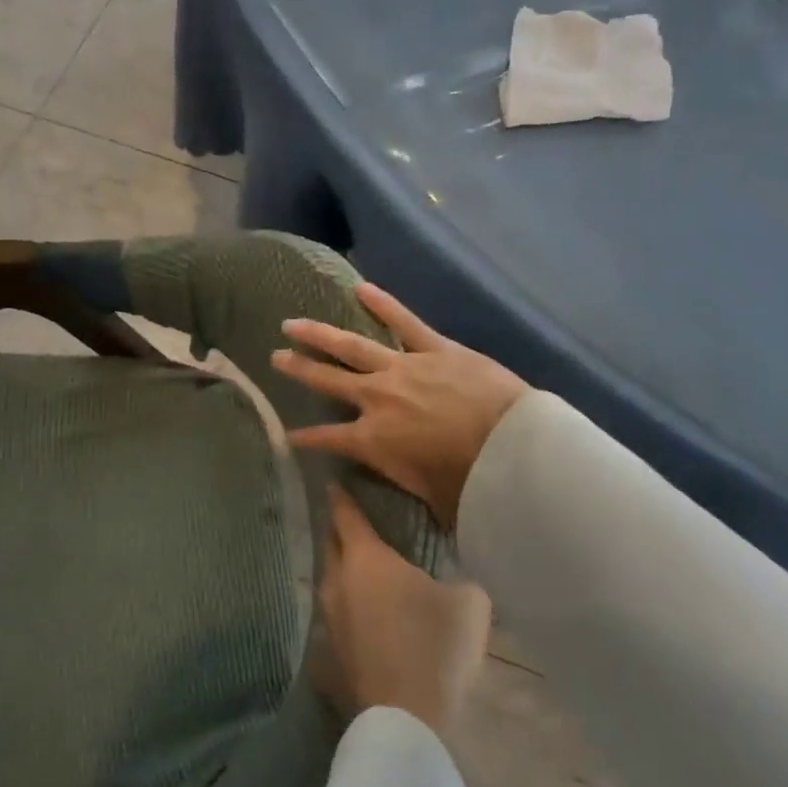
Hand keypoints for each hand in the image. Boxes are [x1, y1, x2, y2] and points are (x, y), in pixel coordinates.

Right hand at [271, 283, 528, 528]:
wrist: (512, 448)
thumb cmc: (470, 484)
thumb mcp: (426, 499)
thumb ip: (403, 486)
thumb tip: (396, 489)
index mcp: (373, 440)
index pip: (326, 439)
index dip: (304, 439)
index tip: (286, 435)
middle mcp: (377, 399)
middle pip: (328, 381)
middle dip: (299, 370)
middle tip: (275, 357)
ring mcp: (403, 368)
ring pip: (352, 346)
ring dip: (320, 335)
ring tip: (293, 323)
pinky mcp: (435, 348)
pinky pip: (404, 322)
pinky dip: (383, 304)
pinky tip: (360, 287)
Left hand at [317, 488, 490, 734]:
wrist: (408, 715)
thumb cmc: (436, 645)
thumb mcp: (469, 601)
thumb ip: (459, 576)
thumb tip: (455, 574)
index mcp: (367, 559)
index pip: (347, 516)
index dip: (341, 498)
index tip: (334, 483)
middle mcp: (339, 581)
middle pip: (331, 545)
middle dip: (338, 529)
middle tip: (350, 520)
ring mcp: (330, 619)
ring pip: (330, 580)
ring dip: (340, 568)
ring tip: (358, 565)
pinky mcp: (332, 651)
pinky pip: (335, 614)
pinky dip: (345, 604)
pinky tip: (360, 612)